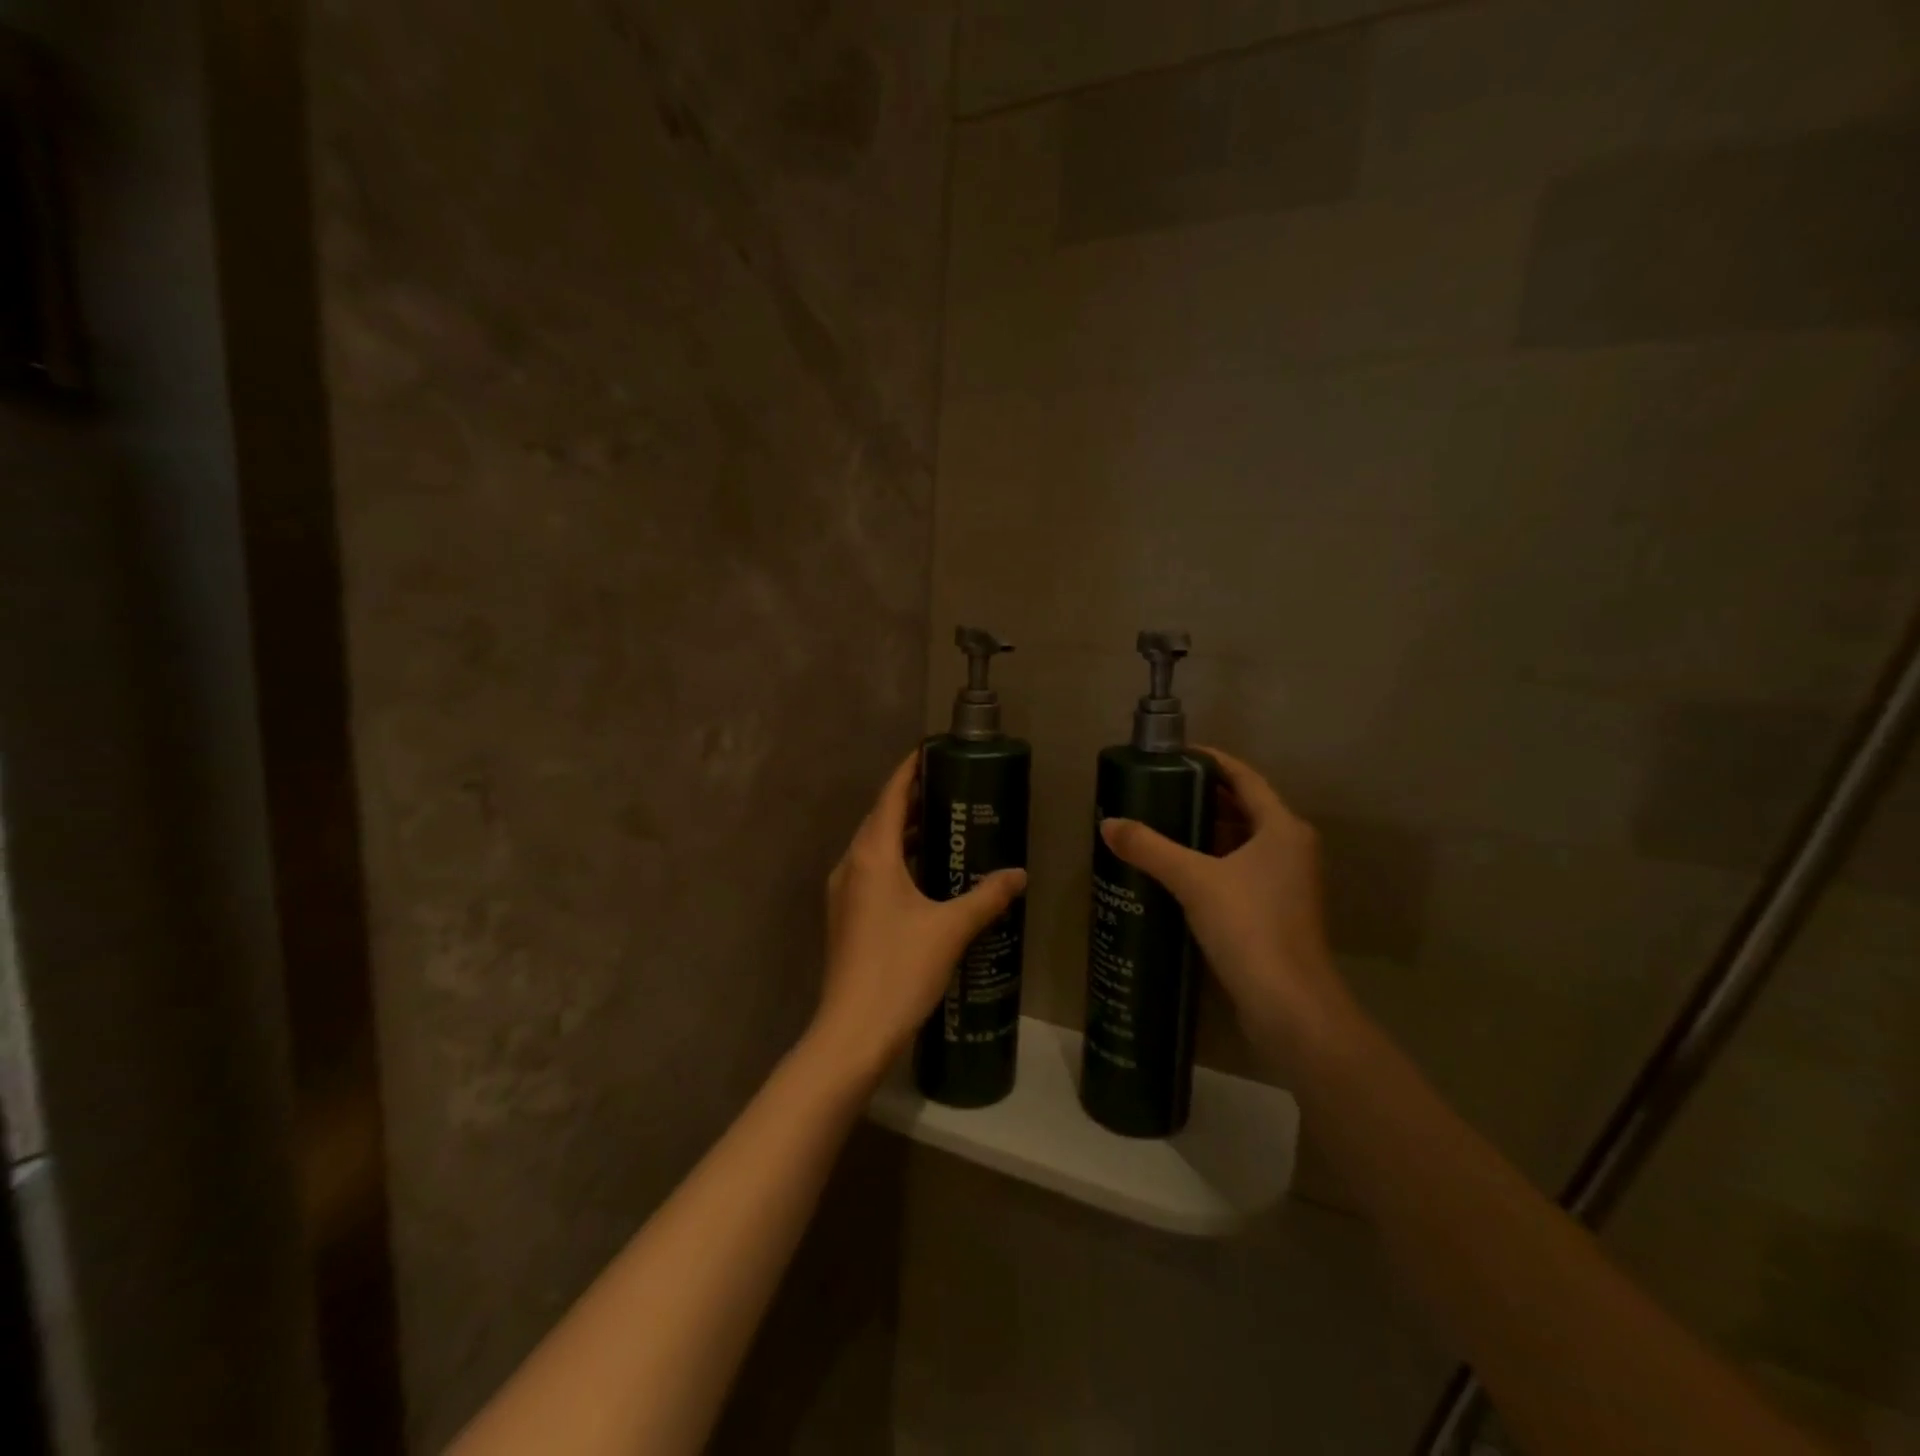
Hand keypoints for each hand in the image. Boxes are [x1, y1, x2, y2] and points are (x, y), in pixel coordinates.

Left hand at [808, 751, 1028, 1084]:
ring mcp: (844, 892)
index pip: (891, 797)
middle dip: (912, 799)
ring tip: (944, 824)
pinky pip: (872, 871)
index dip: (909, 770)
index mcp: (872, 856)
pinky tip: (926, 874)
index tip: (932, 751)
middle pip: (881, 818)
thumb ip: (987, 897)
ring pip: (875, 846)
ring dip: (905, 831)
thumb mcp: (951, 929)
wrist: (853, 1031)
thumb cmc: (900, 970)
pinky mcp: (846, 916)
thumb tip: (1020, 875)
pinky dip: (897, 859)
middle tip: (952, 788)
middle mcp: (852, 865)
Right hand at [1099, 748, 1353, 1062]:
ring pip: (1240, 844)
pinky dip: (1210, 864)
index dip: (1211, 761)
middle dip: (1201, 798)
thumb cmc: (1250, 927)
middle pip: (1243, 809)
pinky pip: (1238, 872)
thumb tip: (1108, 824)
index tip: (1174, 754)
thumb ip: (1150, 848)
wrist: (1290, 1006)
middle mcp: (1290, 849)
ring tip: (1158, 826)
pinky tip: (1175, 871)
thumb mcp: (1194, 880)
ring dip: (1204, 833)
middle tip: (1156, 790)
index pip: (1245, 778)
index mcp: (1282, 828)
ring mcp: (1286, 883)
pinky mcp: (1275, 912)